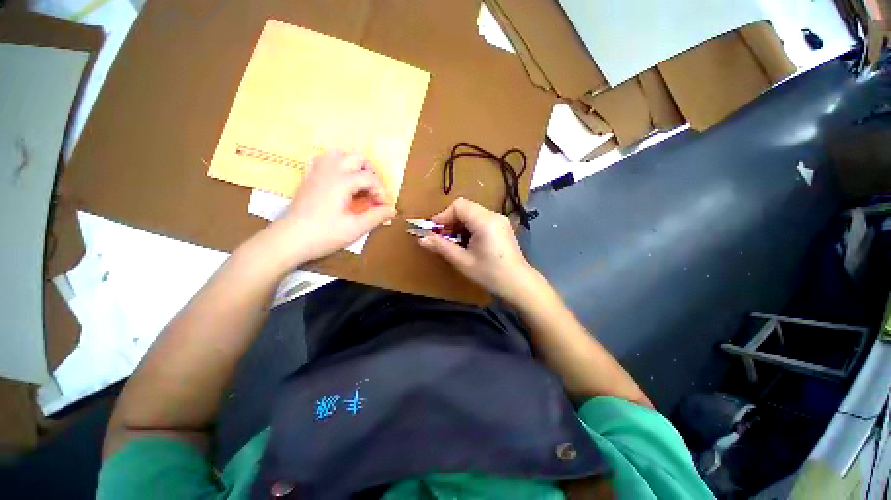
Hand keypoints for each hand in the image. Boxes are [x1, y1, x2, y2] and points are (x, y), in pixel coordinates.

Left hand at [274, 150, 395, 263]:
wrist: (289, 239)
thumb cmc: (324, 234)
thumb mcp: (355, 228)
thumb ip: (376, 217)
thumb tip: (392, 210)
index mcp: (343, 181)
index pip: (370, 178)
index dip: (381, 192)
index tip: (381, 207)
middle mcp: (330, 171)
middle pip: (357, 158)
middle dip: (370, 173)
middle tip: (372, 193)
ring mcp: (316, 172)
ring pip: (339, 154)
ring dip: (353, 166)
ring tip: (357, 185)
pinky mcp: (308, 178)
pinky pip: (322, 160)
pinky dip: (334, 165)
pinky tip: (337, 180)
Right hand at [419, 198, 536, 301]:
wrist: (518, 284)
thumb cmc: (490, 274)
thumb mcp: (463, 261)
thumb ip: (442, 247)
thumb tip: (422, 239)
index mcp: (485, 221)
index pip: (459, 206)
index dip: (443, 216)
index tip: (433, 231)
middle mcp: (493, 215)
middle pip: (465, 208)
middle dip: (450, 221)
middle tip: (440, 237)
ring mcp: (499, 220)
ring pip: (472, 213)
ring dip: (458, 225)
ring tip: (452, 242)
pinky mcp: (501, 227)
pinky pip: (480, 220)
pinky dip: (468, 227)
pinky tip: (465, 242)